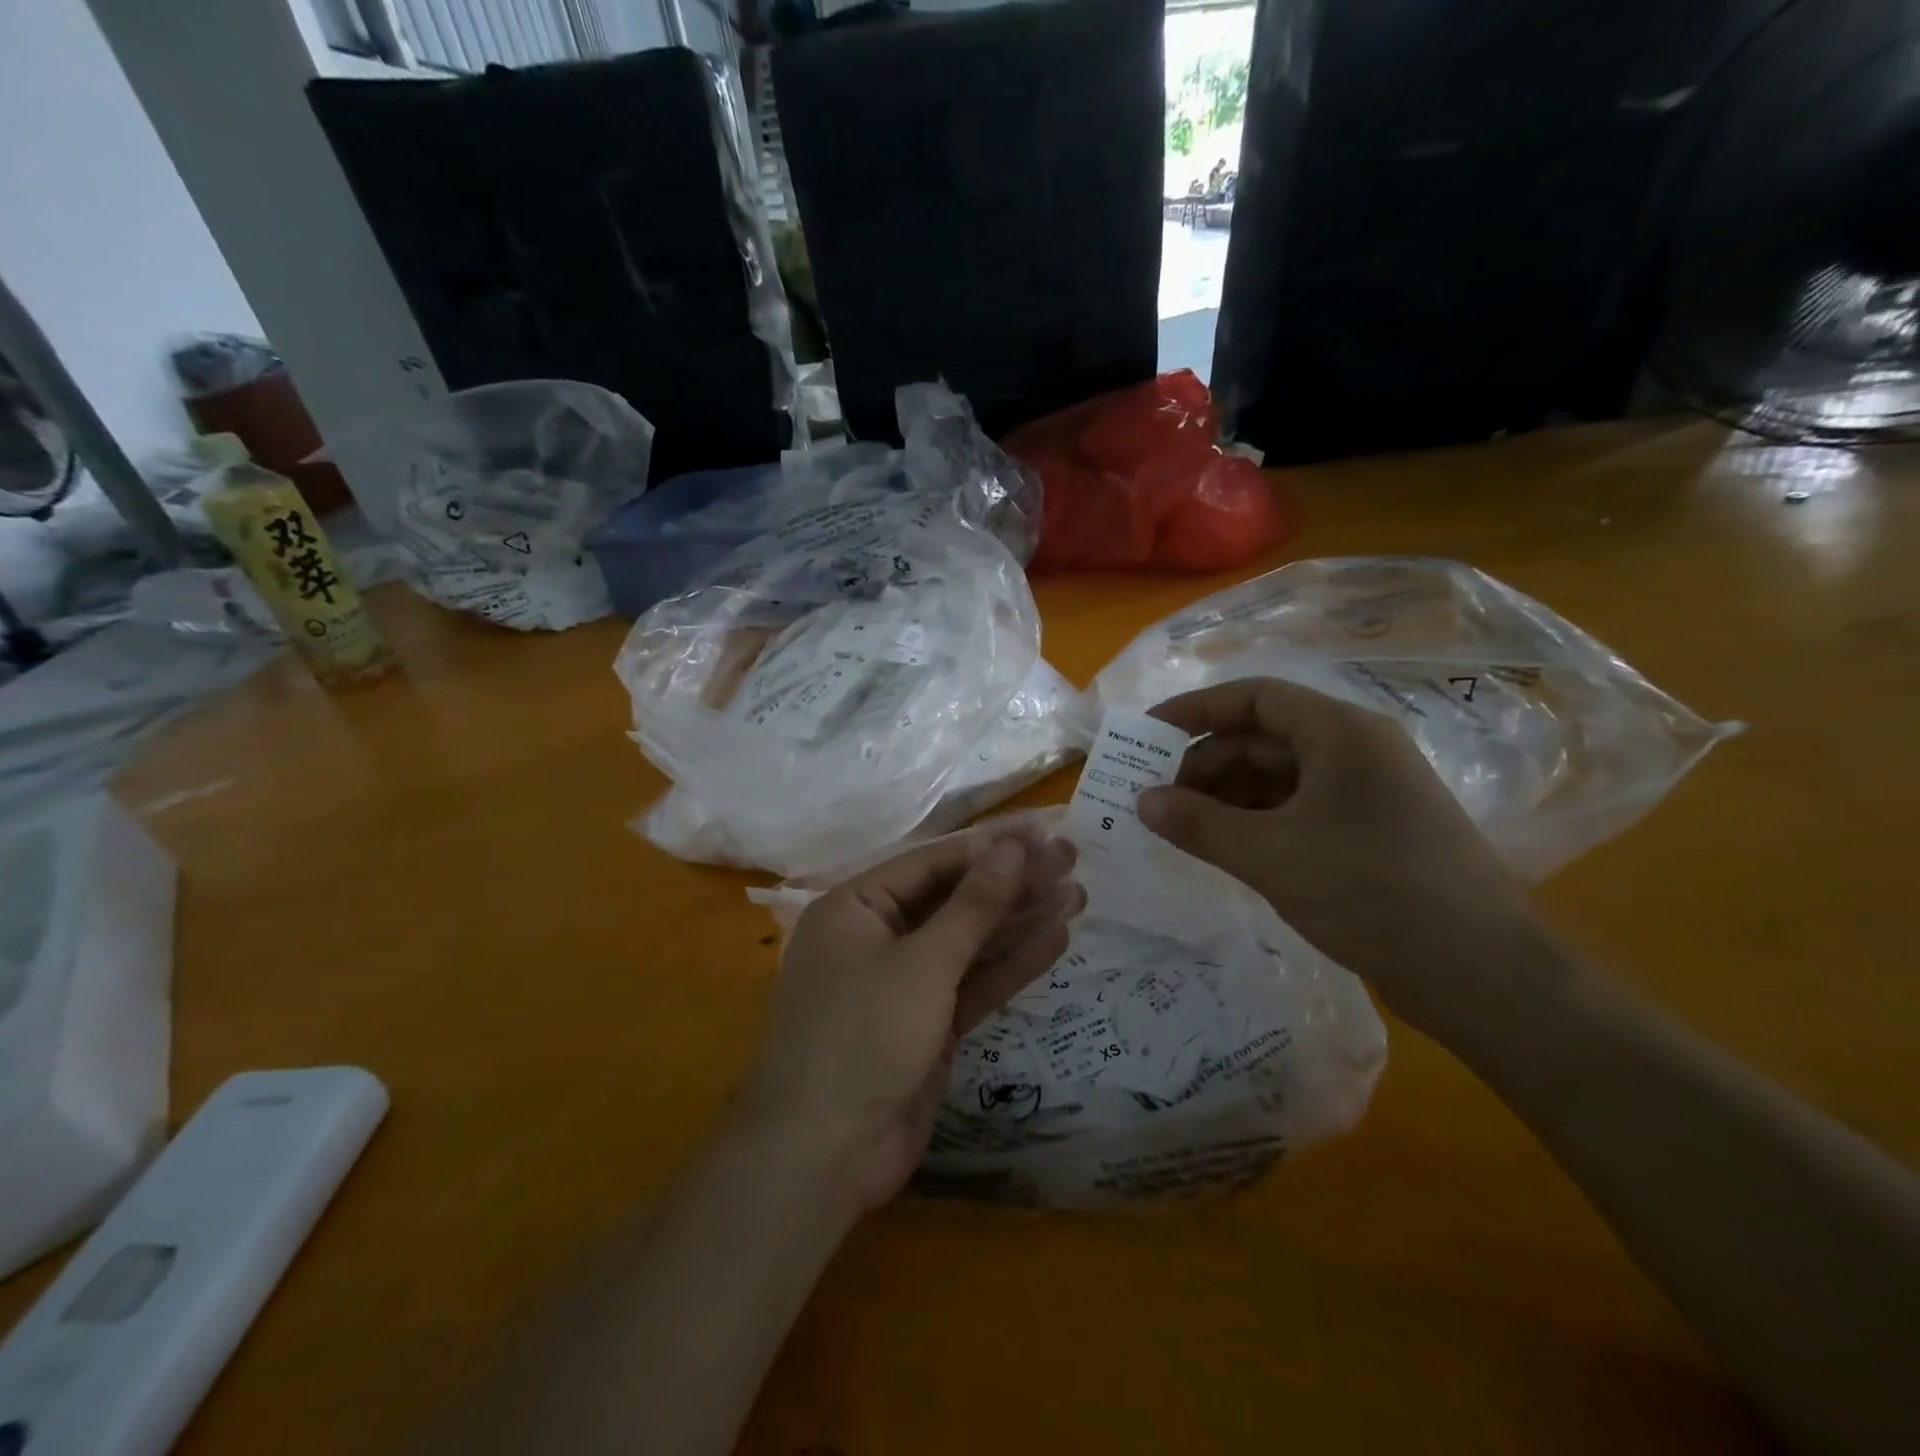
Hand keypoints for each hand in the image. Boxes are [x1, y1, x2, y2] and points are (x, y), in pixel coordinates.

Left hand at [733, 824, 1082, 1211]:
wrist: (823, 1156)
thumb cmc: (862, 1036)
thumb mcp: (922, 963)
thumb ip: (973, 905)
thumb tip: (1013, 847)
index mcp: (857, 908)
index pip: (932, 863)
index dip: (990, 848)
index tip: (1043, 835)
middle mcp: (878, 938)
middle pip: (954, 900)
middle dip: (1011, 884)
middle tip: (1072, 862)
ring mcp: (904, 984)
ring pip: (969, 942)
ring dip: (1019, 921)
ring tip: (1077, 894)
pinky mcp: (927, 1025)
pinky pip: (972, 983)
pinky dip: (1010, 965)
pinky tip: (1055, 939)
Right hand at [1137, 678, 1556, 1038]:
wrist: (1481, 974)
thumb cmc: (1371, 893)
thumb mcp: (1271, 856)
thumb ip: (1198, 824)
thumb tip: (1141, 801)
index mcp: (1341, 733)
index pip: (1254, 698)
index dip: (1195, 710)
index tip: (1146, 735)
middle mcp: (1356, 751)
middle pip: (1263, 739)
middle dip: (1205, 766)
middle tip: (1157, 802)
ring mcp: (1366, 794)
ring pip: (1278, 778)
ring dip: (1226, 799)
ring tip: (1182, 830)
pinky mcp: (1370, 833)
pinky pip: (1297, 810)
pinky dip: (1256, 823)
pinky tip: (1225, 849)